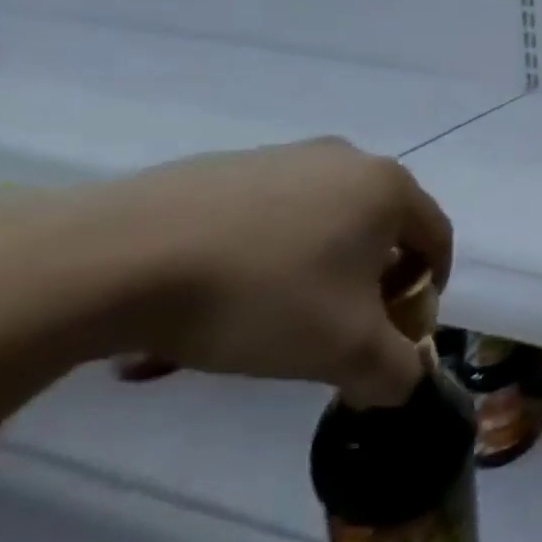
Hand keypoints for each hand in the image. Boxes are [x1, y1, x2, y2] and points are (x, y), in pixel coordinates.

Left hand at [83, 138, 452, 405]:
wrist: (105, 261)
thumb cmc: (258, 296)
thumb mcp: (344, 351)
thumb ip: (395, 372)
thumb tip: (402, 383)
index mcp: (387, 188)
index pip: (436, 239)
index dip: (428, 290)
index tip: (400, 331)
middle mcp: (343, 160)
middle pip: (377, 231)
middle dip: (366, 284)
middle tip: (336, 330)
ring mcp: (276, 158)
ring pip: (315, 227)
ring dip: (307, 276)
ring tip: (259, 327)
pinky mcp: (214, 168)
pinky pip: (258, 220)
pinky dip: (252, 261)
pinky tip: (205, 307)